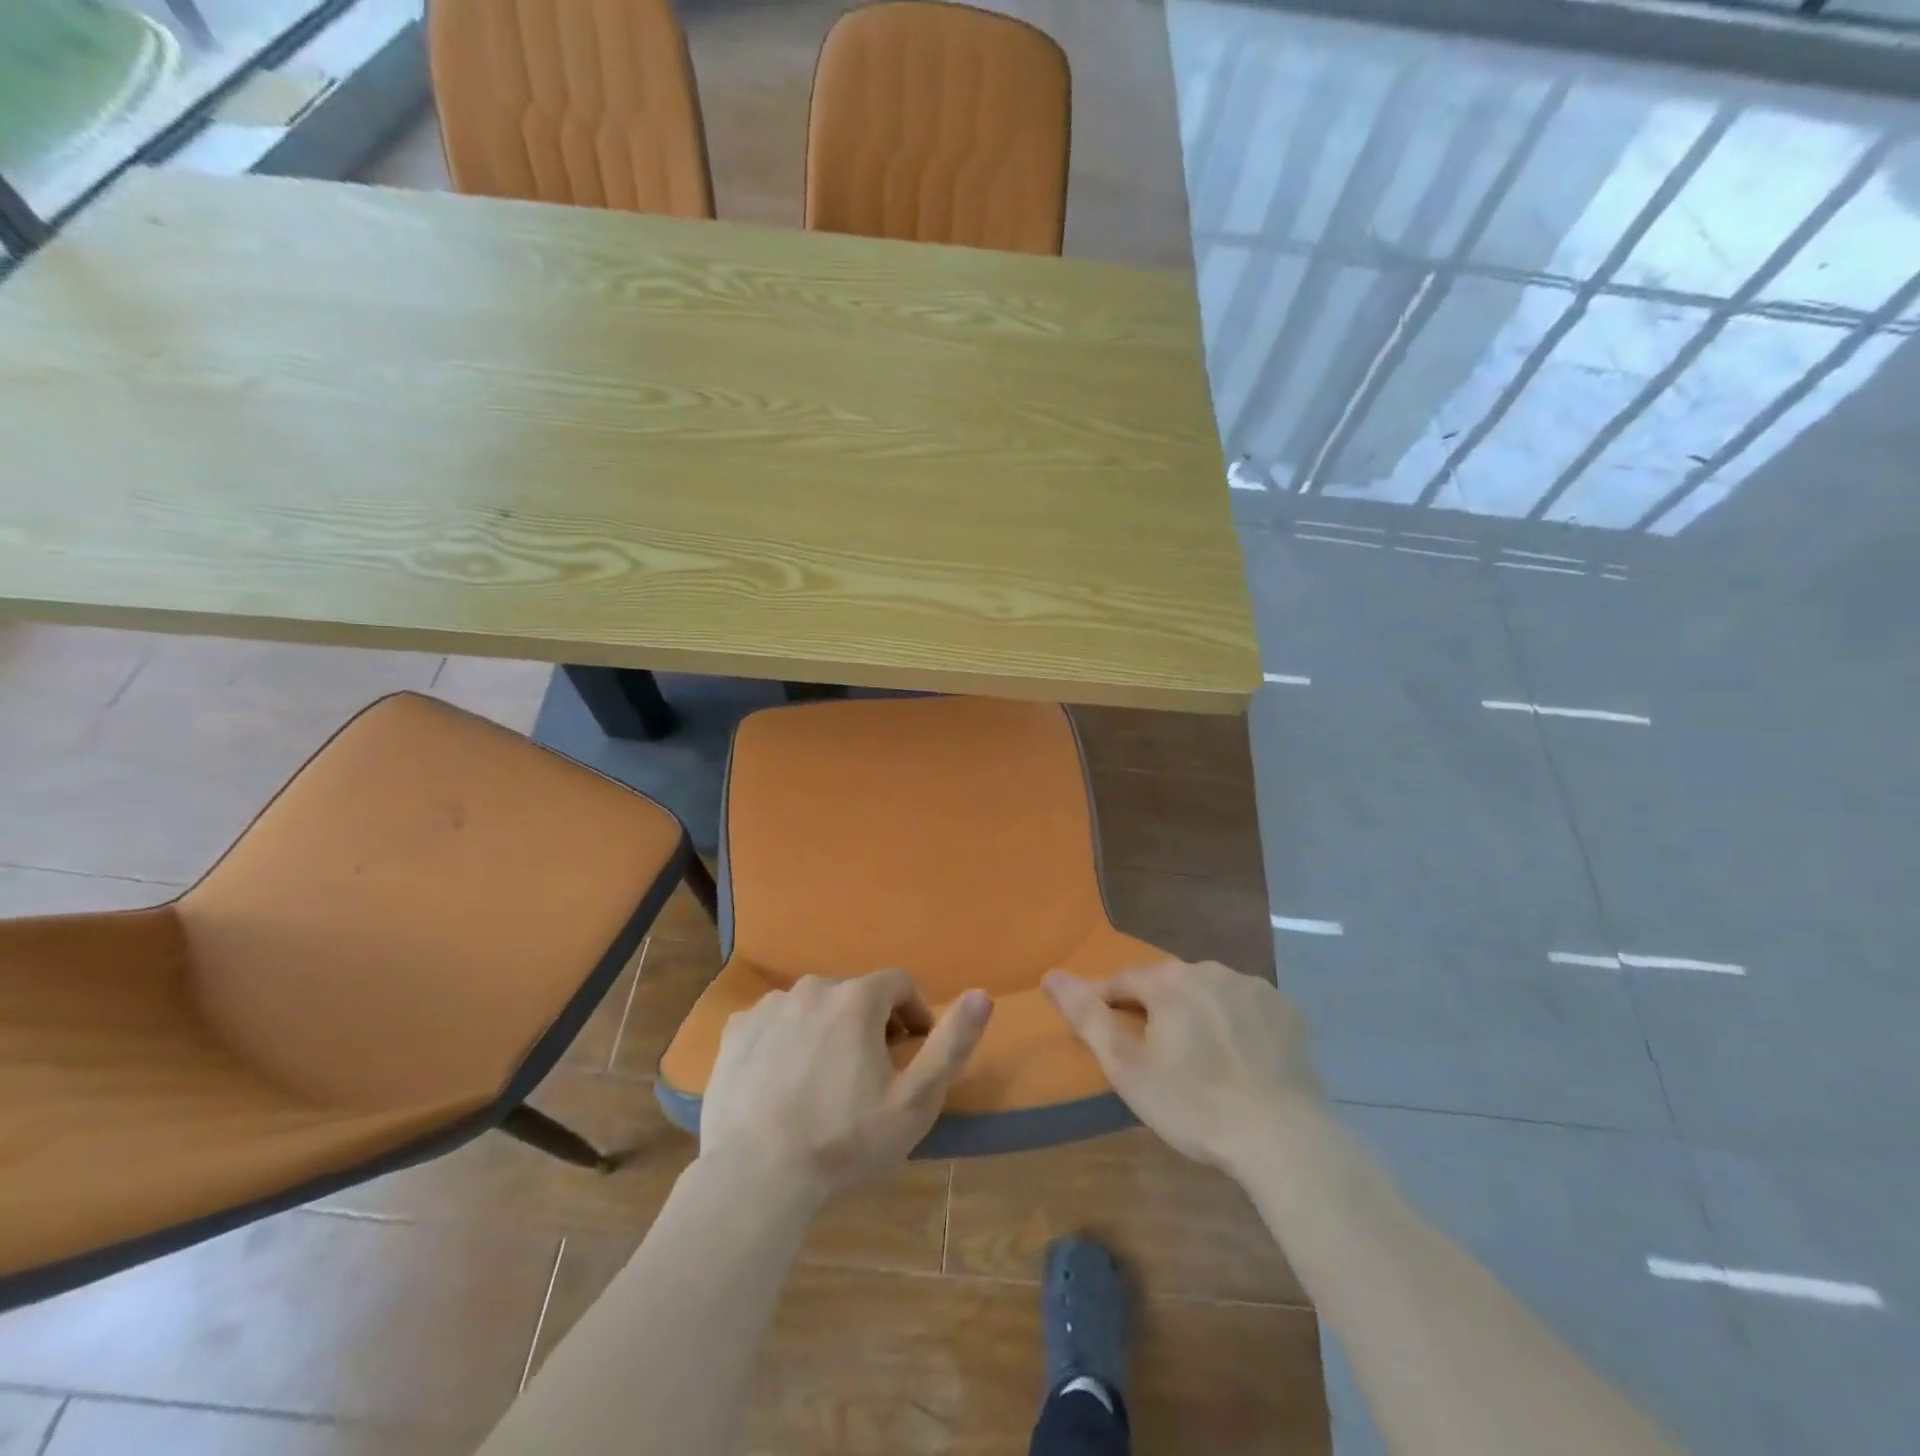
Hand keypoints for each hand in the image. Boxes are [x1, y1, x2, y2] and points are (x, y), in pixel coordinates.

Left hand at [699, 969, 992, 1199]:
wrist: (754, 1178)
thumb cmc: (844, 1141)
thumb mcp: (915, 1101)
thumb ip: (951, 1043)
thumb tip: (982, 995)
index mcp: (857, 998)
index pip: (899, 982)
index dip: (914, 1012)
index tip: (912, 1049)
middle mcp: (812, 988)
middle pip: (855, 994)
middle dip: (871, 1023)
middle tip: (871, 1073)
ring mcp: (769, 1007)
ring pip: (813, 1007)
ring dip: (828, 1030)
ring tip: (825, 1081)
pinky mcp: (736, 1032)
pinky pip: (774, 1023)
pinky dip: (787, 1040)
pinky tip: (784, 1082)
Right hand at [1044, 961, 1322, 1176]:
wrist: (1283, 1139)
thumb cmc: (1193, 1104)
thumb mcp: (1127, 1068)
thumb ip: (1086, 1016)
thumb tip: (1050, 975)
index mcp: (1169, 982)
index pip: (1123, 980)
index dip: (1106, 1002)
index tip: (1101, 1030)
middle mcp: (1211, 970)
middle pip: (1168, 984)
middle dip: (1154, 1009)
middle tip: (1152, 1053)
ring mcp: (1254, 988)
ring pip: (1209, 993)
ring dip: (1196, 1014)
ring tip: (1197, 1058)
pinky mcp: (1288, 1012)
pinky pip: (1247, 1008)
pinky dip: (1236, 1024)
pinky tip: (1239, 1059)